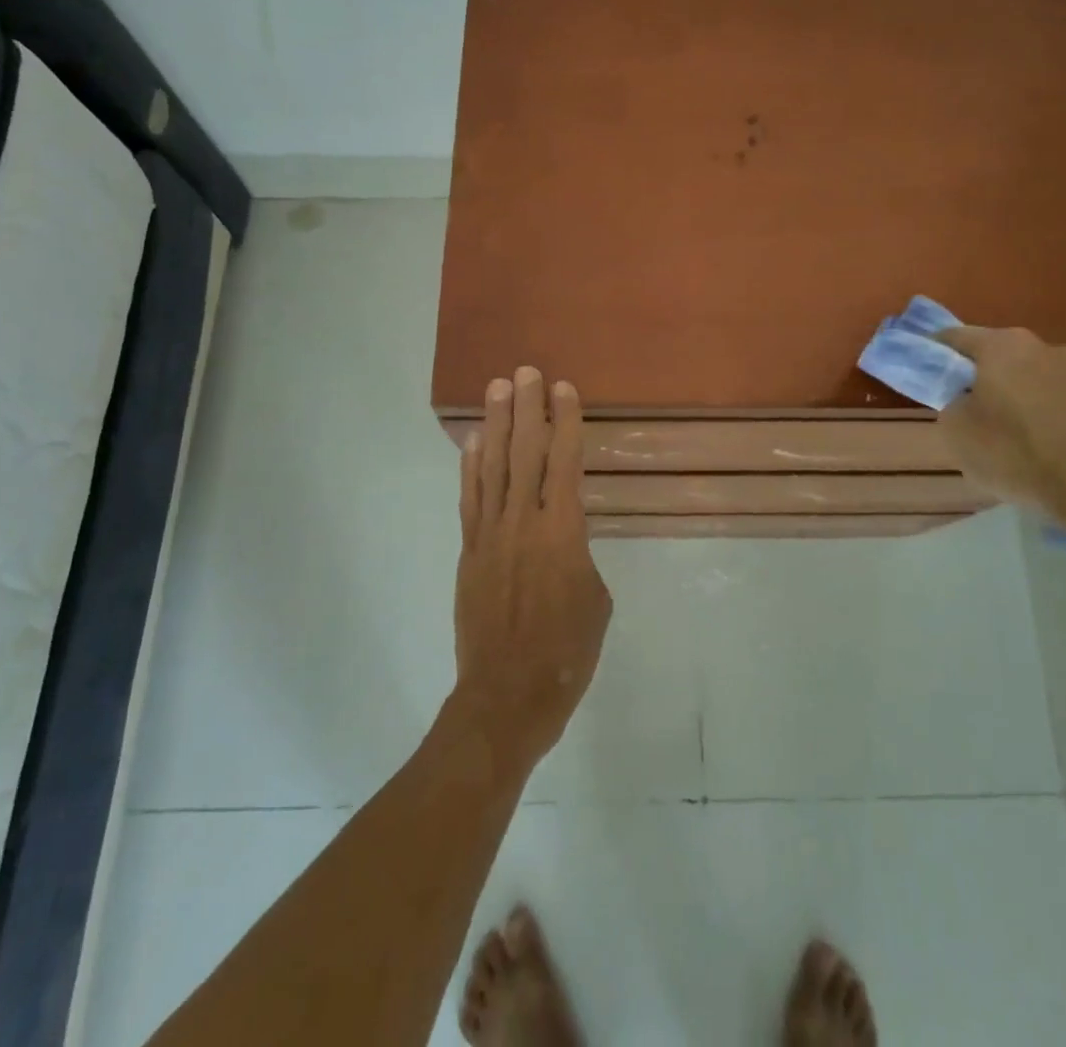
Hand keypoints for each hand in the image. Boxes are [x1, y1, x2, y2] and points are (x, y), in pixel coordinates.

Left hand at [454, 367, 611, 774]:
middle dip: (527, 408)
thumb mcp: (596, 600)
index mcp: (564, 530)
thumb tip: (564, 541)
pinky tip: (472, 443)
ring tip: (498, 389)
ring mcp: (491, 534)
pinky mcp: (470, 551)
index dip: (565, 422)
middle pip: (525, 452)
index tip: (562, 388)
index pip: (565, 462)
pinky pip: (470, 499)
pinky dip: (470, 468)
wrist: (509, 694)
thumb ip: (580, 556)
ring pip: (493, 467)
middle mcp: (524, 521)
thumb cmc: (568, 651)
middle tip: (525, 371)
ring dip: (496, 425)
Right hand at [933, 326, 1065, 544]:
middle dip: (984, 376)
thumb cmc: (1019, 455)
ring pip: (1038, 377)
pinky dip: (1054, 415)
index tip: (926, 369)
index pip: (956, 337)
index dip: (936, 351)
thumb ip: (951, 404)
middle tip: (972, 409)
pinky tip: (1051, 447)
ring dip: (1023, 396)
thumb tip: (965, 398)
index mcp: (1003, 346)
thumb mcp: (958, 433)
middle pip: (1002, 356)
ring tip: (1018, 435)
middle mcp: (1046, 346)